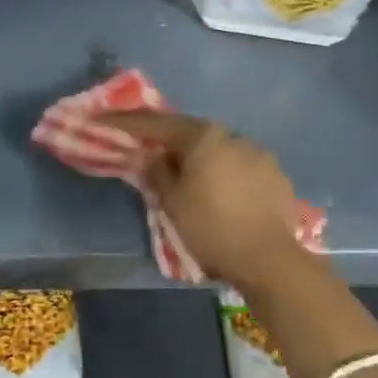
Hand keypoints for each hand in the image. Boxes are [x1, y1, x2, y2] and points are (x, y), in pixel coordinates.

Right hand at [98, 110, 306, 290]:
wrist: (268, 258)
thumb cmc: (211, 227)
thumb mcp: (172, 202)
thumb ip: (156, 172)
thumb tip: (147, 155)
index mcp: (203, 137)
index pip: (156, 123)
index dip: (126, 122)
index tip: (102, 119)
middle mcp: (232, 136)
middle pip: (190, 132)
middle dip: (166, 139)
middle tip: (146, 147)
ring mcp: (258, 153)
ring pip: (218, 149)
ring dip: (198, 157)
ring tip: (185, 173)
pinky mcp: (275, 175)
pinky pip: (239, 166)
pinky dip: (222, 172)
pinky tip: (218, 190)